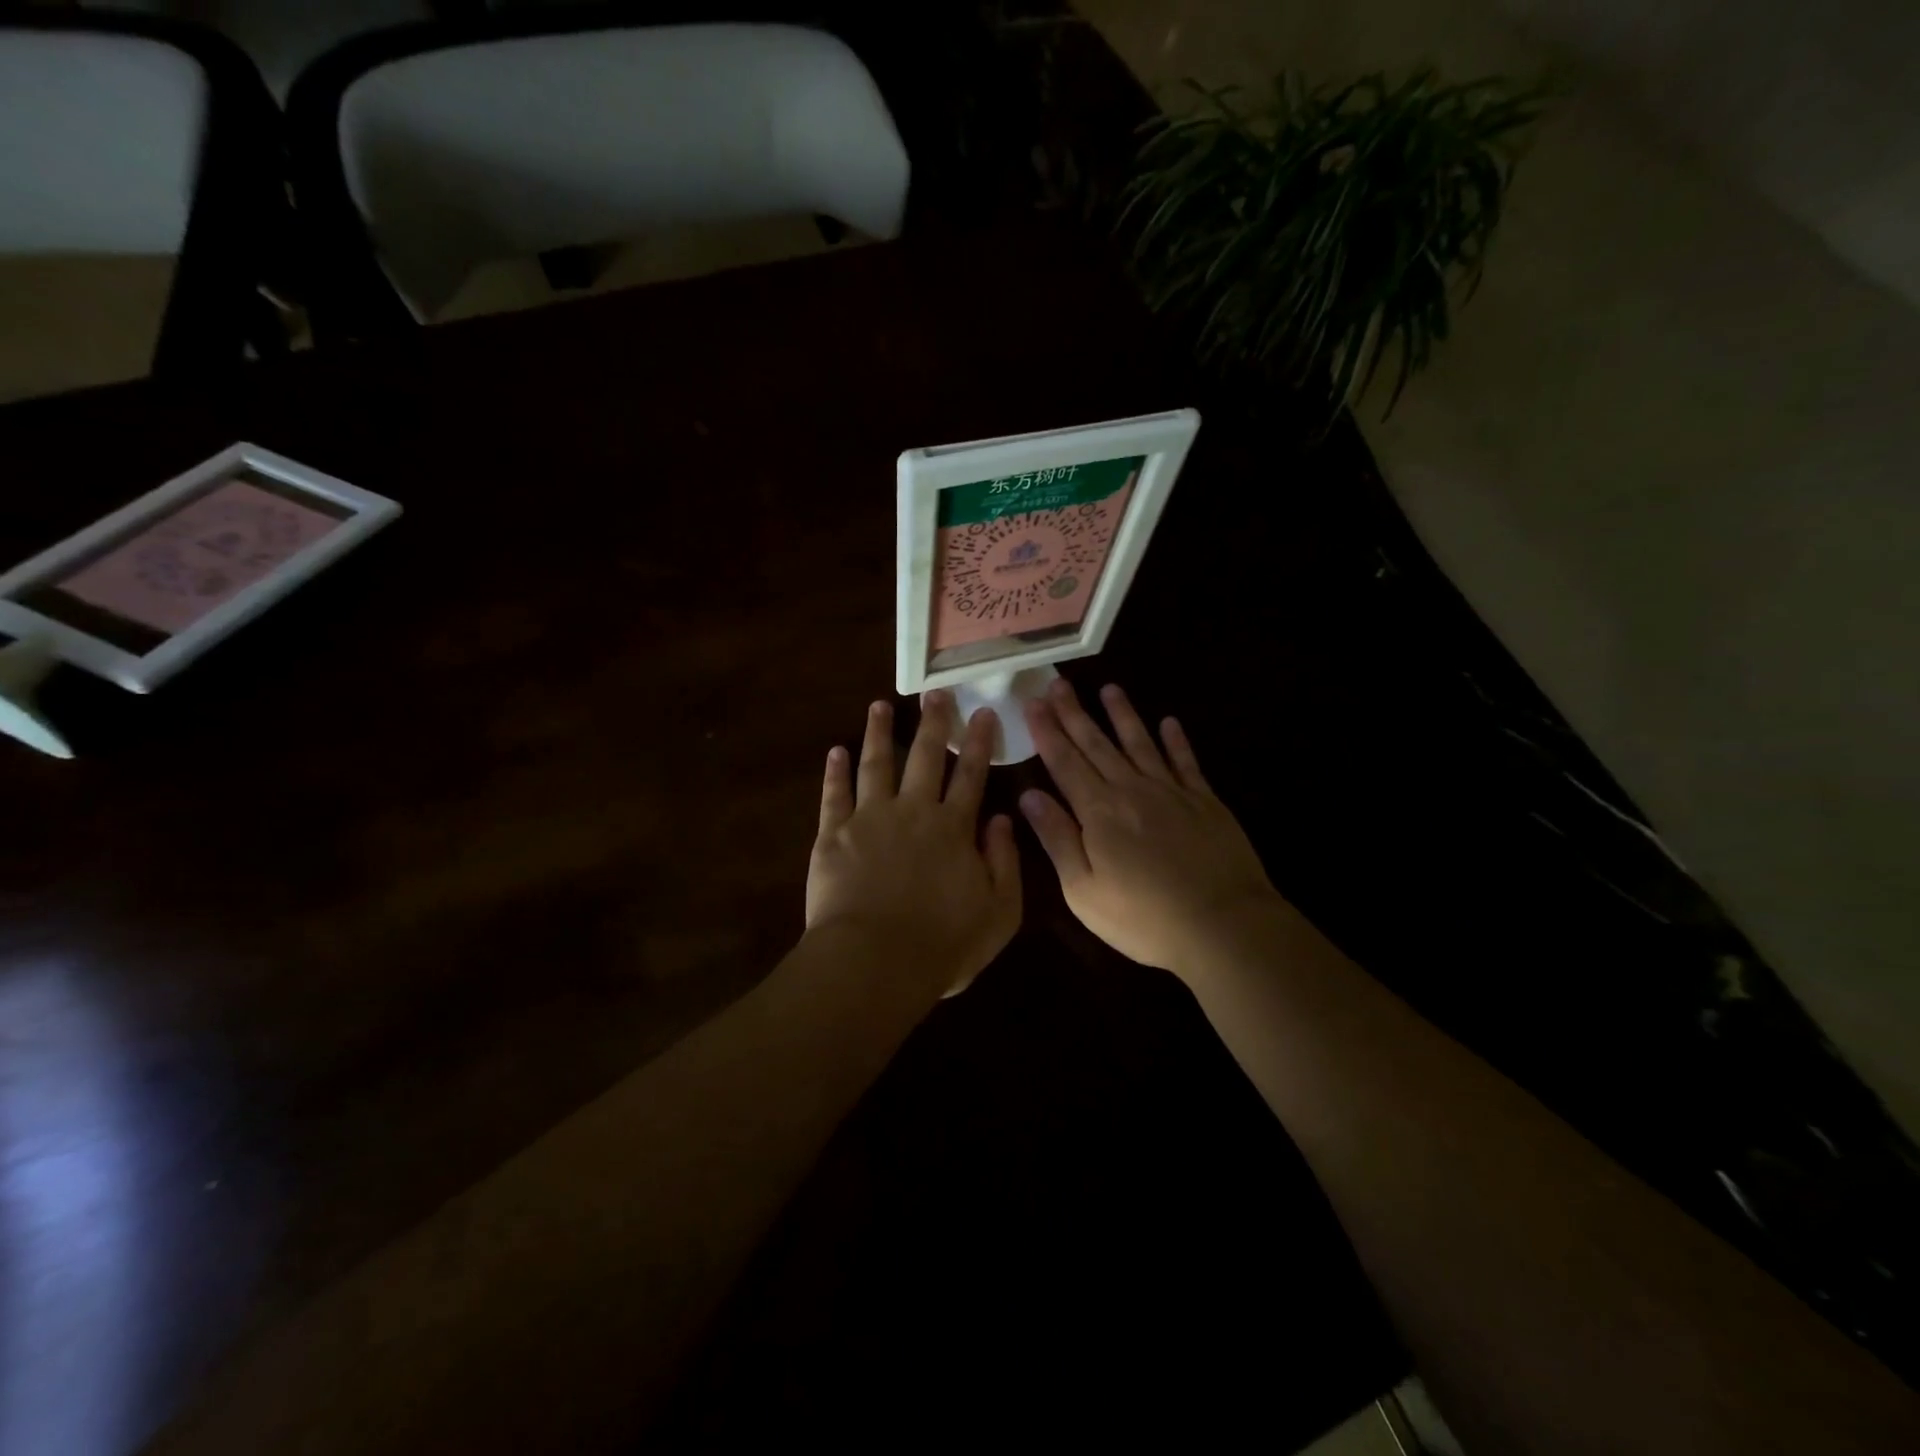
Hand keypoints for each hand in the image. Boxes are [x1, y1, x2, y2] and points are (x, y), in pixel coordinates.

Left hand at [807, 692, 1021, 998]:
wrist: (875, 962)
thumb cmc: (943, 945)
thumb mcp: (999, 912)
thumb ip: (1005, 862)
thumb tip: (1003, 819)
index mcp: (953, 828)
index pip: (971, 776)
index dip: (978, 743)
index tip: (982, 712)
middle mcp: (913, 811)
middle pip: (925, 757)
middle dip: (933, 722)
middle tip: (936, 693)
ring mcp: (870, 818)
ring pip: (876, 764)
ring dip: (879, 733)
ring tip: (879, 706)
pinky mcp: (833, 834)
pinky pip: (834, 794)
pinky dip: (835, 771)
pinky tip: (836, 750)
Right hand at [1020, 679, 1280, 974]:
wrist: (1223, 925)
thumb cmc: (1144, 918)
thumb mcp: (1084, 890)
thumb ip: (1057, 839)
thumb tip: (1029, 796)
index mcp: (1099, 812)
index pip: (1065, 762)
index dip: (1047, 732)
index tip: (1033, 703)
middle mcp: (1132, 790)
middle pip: (1097, 744)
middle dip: (1075, 713)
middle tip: (1058, 683)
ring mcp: (1172, 792)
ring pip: (1140, 743)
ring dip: (1123, 715)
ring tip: (1110, 689)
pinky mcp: (1205, 802)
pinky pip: (1186, 762)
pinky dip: (1176, 741)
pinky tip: (1169, 722)